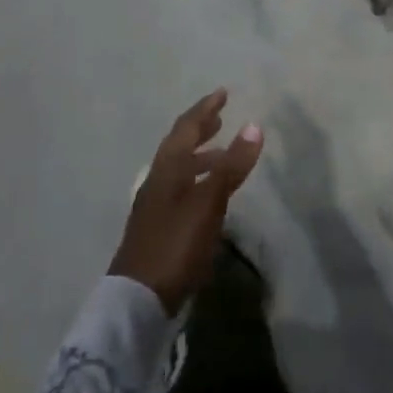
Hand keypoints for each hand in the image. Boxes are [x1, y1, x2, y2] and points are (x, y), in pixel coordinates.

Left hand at [110, 90, 262, 312]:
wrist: (139, 299)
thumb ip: (231, 166)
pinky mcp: (159, 227)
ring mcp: (155, 205)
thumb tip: (253, 125)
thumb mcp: (208, 202)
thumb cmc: (175, 244)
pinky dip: (198, 180)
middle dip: (200, 129)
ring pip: (180, 169)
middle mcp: (158, 181)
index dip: (205, 109)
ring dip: (200, 156)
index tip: (222, 93)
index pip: (186, 128)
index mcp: (167, 169)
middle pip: (179, 146)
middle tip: (219, 116)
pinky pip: (181, 189)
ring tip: (223, 154)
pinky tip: (210, 195)